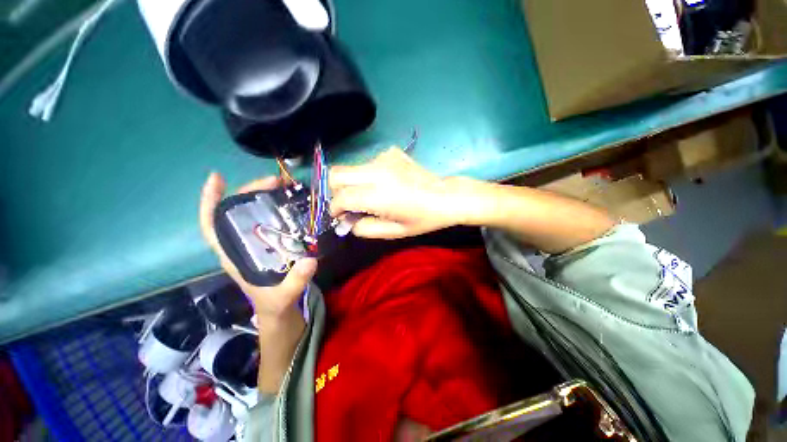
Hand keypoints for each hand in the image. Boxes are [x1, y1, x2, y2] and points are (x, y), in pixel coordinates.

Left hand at [199, 172, 316, 318]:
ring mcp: (256, 243)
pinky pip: (269, 221)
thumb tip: (310, 260)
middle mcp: (242, 245)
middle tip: (274, 181)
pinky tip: (288, 201)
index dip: (209, 202)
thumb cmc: (274, 302)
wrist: (279, 309)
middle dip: (250, 193)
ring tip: (282, 186)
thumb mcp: (284, 295)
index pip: (212, 226)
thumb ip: (296, 280)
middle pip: (236, 213)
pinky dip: (275, 208)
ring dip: (264, 197)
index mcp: (234, 256)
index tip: (216, 178)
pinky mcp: (271, 243)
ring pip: (253, 214)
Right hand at [329, 147, 470, 238]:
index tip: (340, 217)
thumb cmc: (423, 219)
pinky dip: (367, 176)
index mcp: (379, 194)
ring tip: (369, 196)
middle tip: (348, 204)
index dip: (335, 209)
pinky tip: (384, 184)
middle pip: (336, 174)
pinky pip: (367, 164)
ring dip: (352, 183)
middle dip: (335, 191)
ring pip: (351, 168)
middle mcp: (377, 171)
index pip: (341, 197)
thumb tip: (347, 222)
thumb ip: (366, 228)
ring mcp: (384, 158)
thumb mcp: (394, 232)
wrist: (446, 196)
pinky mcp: (391, 153)